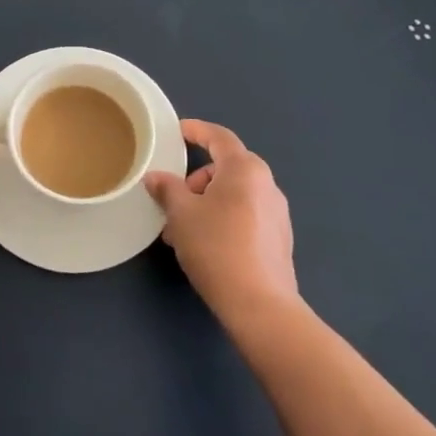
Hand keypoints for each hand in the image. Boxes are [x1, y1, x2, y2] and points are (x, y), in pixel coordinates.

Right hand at [145, 118, 297, 326]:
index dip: (197, 130)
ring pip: (234, 194)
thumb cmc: (216, 247)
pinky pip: (245, 214)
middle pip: (226, 167)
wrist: (260, 305)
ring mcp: (277, 212)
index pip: (219, 137)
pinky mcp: (279, 238)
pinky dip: (223, 218)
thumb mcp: (181, 215)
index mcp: (245, 169)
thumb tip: (156, 177)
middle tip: (173, 200)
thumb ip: (167, 189)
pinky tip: (205, 245)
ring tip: (182, 230)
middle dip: (196, 180)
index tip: (178, 131)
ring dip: (206, 203)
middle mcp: (266, 184)